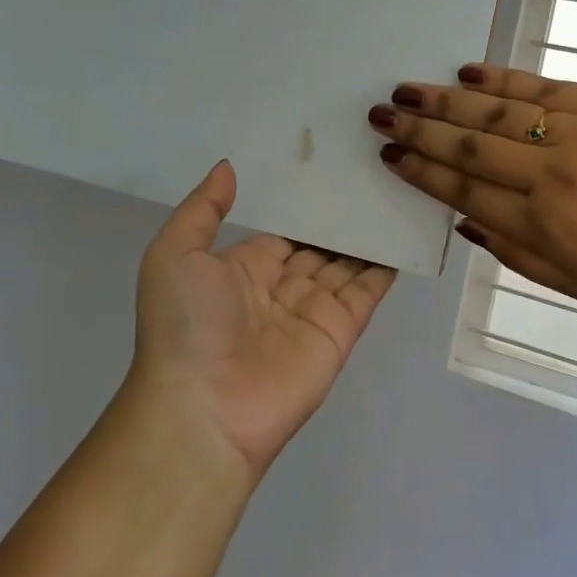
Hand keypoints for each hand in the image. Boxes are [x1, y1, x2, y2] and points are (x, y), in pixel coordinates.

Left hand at [130, 161, 395, 482]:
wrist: (203, 409)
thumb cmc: (185, 325)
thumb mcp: (174, 254)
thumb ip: (202, 209)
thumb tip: (228, 167)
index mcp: (241, 270)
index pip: (281, 233)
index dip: (302, 207)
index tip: (328, 170)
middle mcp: (279, 289)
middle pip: (317, 247)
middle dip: (338, 219)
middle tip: (370, 175)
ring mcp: (312, 312)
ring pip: (346, 265)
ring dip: (365, 237)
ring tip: (392, 194)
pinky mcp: (339, 332)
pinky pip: (367, 292)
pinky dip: (385, 266)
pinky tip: (402, 233)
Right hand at [367, 64, 576, 333]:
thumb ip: (516, 252)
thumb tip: (465, 221)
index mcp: (543, 223)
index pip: (465, 190)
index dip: (422, 172)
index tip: (390, 155)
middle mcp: (551, 173)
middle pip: (470, 147)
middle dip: (420, 130)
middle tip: (381, 113)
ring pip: (497, 113)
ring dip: (446, 101)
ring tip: (407, 90)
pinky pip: (541, 88)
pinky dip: (501, 80)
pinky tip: (468, 73)